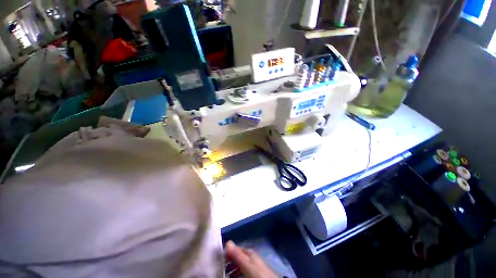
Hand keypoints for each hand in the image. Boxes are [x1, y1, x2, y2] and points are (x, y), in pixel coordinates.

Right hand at [225, 241, 277, 277]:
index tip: (219, 257)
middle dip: (228, 261)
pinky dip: (236, 274)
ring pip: (239, 265)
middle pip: (237, 257)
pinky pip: (242, 271)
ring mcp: (252, 266)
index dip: (227, 252)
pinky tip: (233, 277)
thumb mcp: (246, 264)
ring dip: (231, 269)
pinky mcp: (253, 273)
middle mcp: (250, 257)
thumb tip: (227, 241)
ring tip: (224, 274)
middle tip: (220, 267)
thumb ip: (237, 254)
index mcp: (249, 253)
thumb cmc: (257, 273)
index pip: (236, 249)